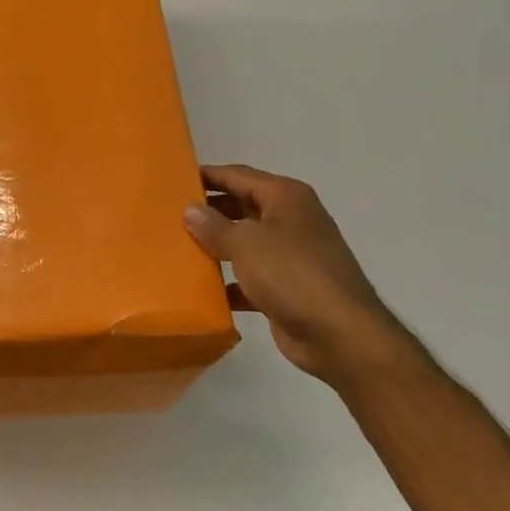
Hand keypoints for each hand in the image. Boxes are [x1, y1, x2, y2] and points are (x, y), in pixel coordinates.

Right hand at [183, 163, 403, 384]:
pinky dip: (230, 281)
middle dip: (210, 211)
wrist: (339, 334)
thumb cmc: (292, 274)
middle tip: (170, 215)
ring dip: (217, 246)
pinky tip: (203, 289)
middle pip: (242, 206)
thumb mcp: (246, 243)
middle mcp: (291, 220)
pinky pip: (251, 277)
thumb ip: (214, 226)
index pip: (239, 175)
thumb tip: (190, 210)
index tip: (174, 179)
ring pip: (246, 243)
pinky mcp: (288, 288)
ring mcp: (292, 255)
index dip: (208, 175)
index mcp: (286, 198)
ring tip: (179, 248)